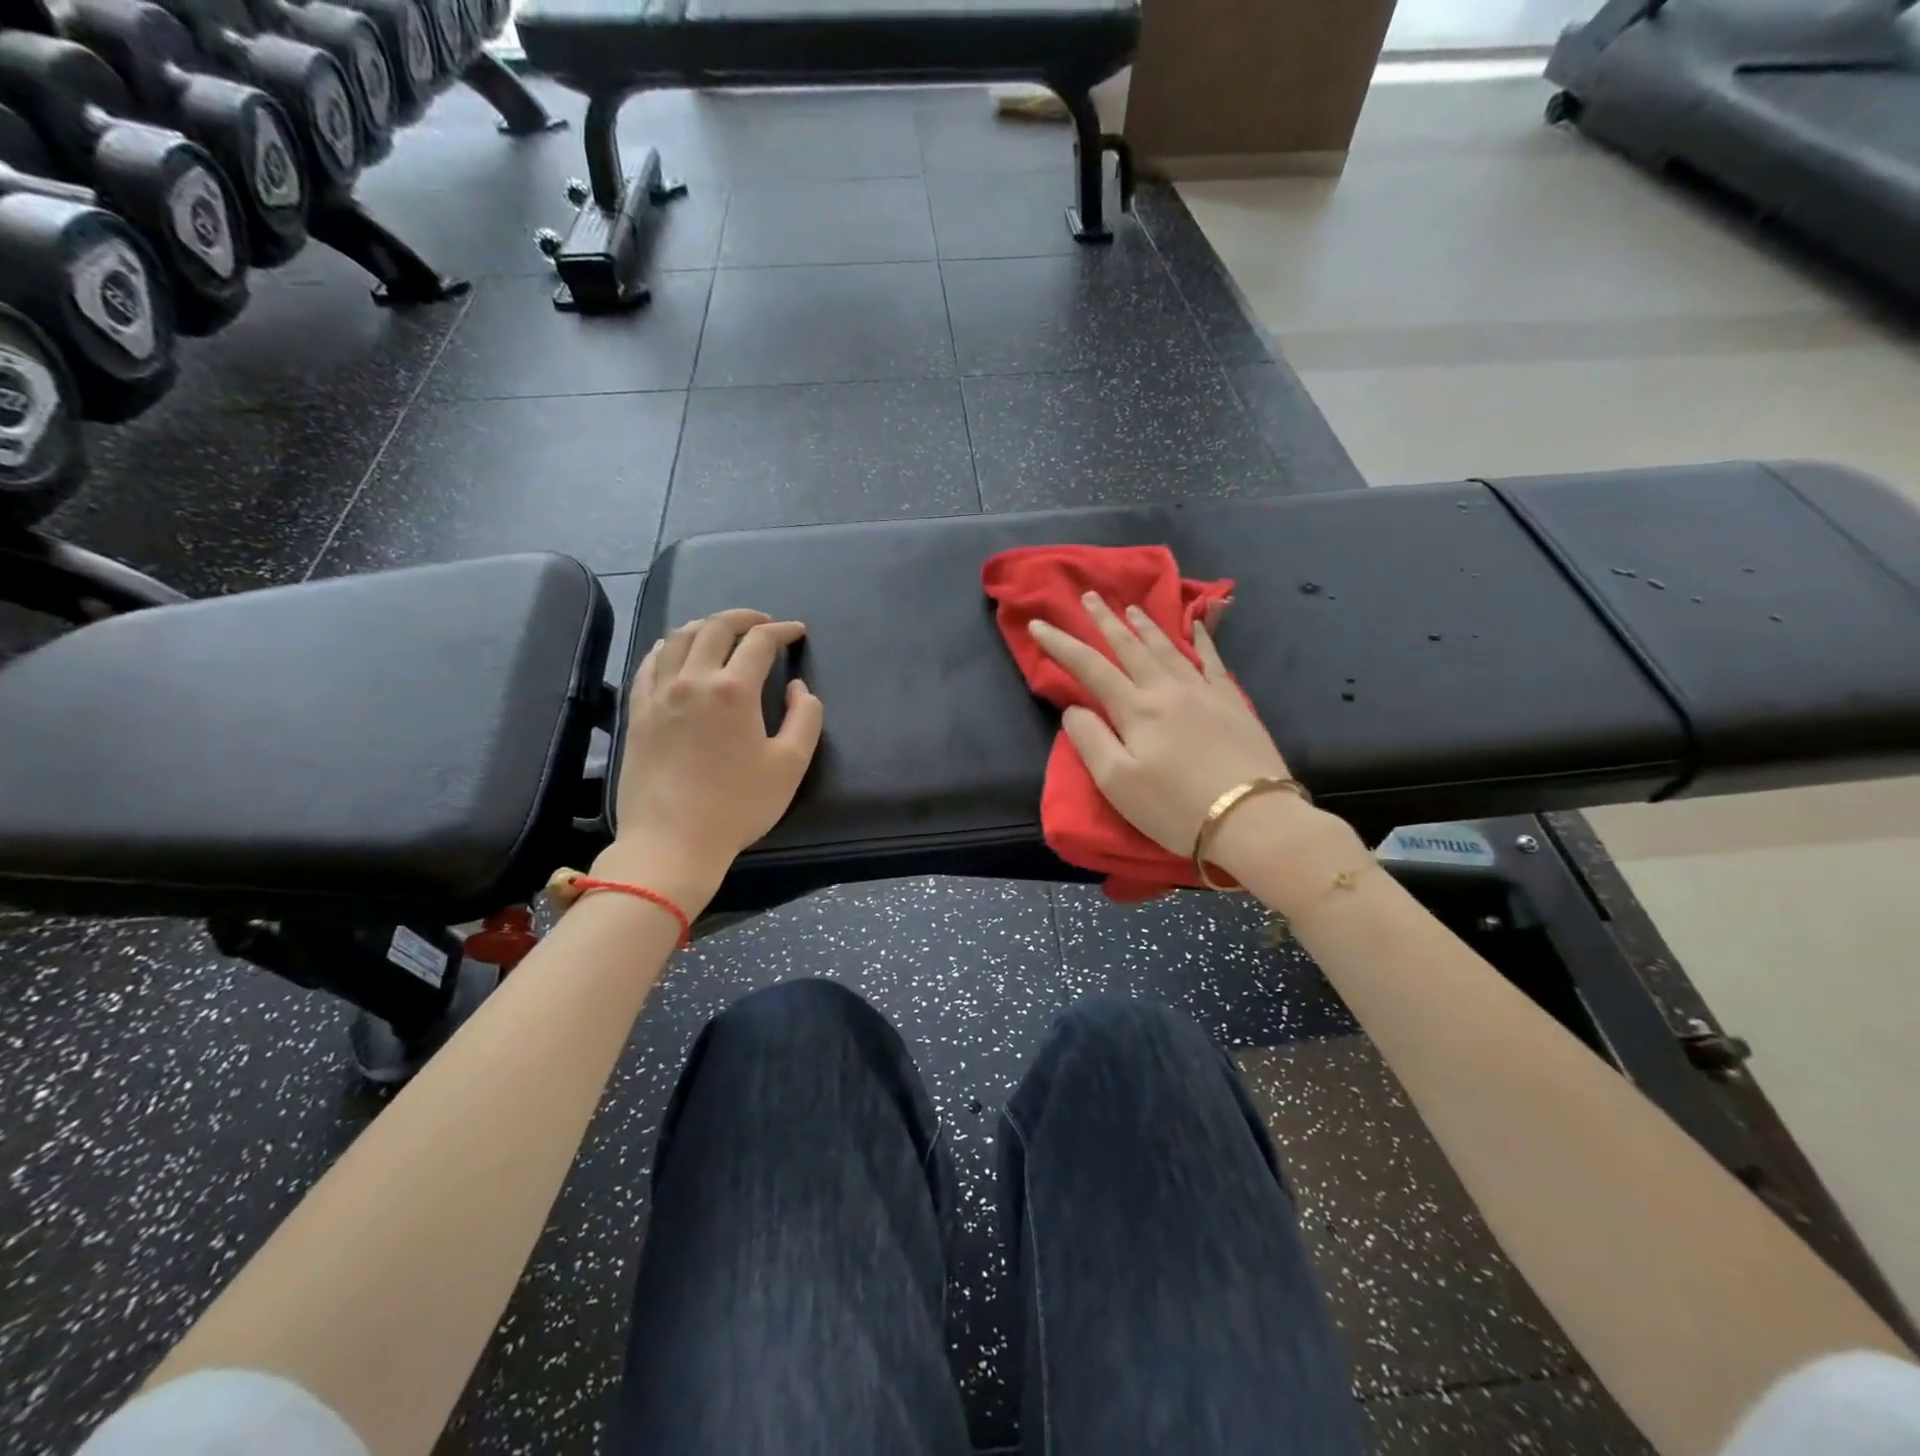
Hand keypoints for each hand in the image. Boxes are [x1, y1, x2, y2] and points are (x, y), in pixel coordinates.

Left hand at [602, 609, 822, 910]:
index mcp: (734, 690)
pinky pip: (650, 663)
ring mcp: (659, 694)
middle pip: (716, 628)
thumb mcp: (790, 765)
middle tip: (763, 622)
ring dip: (705, 626)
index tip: (797, 632)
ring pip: (679, 638)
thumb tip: (799, 688)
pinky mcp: (637, 712)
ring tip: (722, 630)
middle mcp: (693, 680)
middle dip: (744, 617)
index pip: (760, 642)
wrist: (671, 841)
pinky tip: (676, 652)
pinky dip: (668, 647)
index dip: (782, 631)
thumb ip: (805, 718)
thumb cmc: (738, 806)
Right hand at [1027, 592, 1293, 858]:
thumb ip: (1089, 740)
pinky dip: (1201, 640)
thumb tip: (1075, 709)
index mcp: (1135, 709)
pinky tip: (1197, 627)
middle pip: (1130, 647)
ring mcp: (1204, 692)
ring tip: (1132, 608)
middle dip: (1106, 621)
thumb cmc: (1175, 807)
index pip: (1089, 667)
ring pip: (1168, 648)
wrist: (1252, 818)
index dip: (1061, 645)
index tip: (1039, 625)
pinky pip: (1212, 661)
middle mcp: (1167, 690)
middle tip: (1090, 596)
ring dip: (1146, 626)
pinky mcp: (1233, 703)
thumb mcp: (1117, 783)